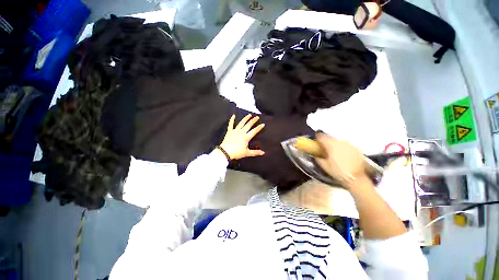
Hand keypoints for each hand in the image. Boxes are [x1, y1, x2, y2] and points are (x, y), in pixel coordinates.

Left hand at [219, 114, 264, 159]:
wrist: (226, 152)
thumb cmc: (237, 152)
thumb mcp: (247, 153)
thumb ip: (255, 152)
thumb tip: (263, 153)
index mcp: (246, 137)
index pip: (254, 131)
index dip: (259, 128)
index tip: (263, 124)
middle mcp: (241, 132)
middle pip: (248, 125)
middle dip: (253, 121)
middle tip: (257, 117)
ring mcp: (235, 131)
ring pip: (241, 123)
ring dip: (245, 118)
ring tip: (249, 115)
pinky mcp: (229, 131)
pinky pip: (231, 124)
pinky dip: (232, 120)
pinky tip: (233, 115)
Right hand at [315, 133, 368, 188]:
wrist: (357, 178)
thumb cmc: (338, 172)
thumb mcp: (324, 166)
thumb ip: (318, 158)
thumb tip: (316, 155)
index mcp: (331, 145)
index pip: (322, 137)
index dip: (317, 137)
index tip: (315, 140)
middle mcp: (340, 142)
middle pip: (330, 137)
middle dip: (326, 141)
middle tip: (323, 147)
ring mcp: (349, 145)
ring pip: (339, 141)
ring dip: (334, 144)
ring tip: (333, 151)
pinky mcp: (356, 149)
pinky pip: (346, 145)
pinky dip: (343, 148)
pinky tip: (343, 155)